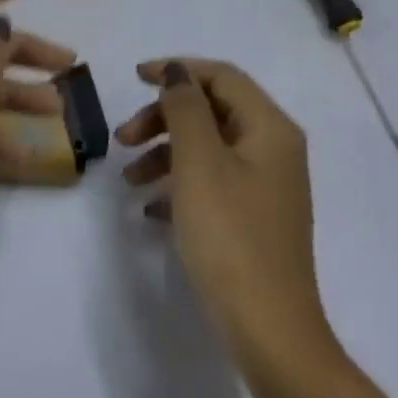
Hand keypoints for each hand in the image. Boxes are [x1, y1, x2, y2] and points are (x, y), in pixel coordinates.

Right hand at [116, 59, 332, 363]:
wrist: (267, 326)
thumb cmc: (230, 235)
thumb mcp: (200, 164)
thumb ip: (186, 110)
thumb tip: (178, 73)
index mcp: (270, 128)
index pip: (222, 77)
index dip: (177, 70)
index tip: (133, 79)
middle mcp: (274, 149)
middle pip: (213, 112)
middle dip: (164, 118)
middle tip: (122, 139)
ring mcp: (266, 186)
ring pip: (209, 149)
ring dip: (165, 153)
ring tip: (128, 180)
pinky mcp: (254, 218)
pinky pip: (212, 184)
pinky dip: (179, 185)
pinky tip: (151, 208)